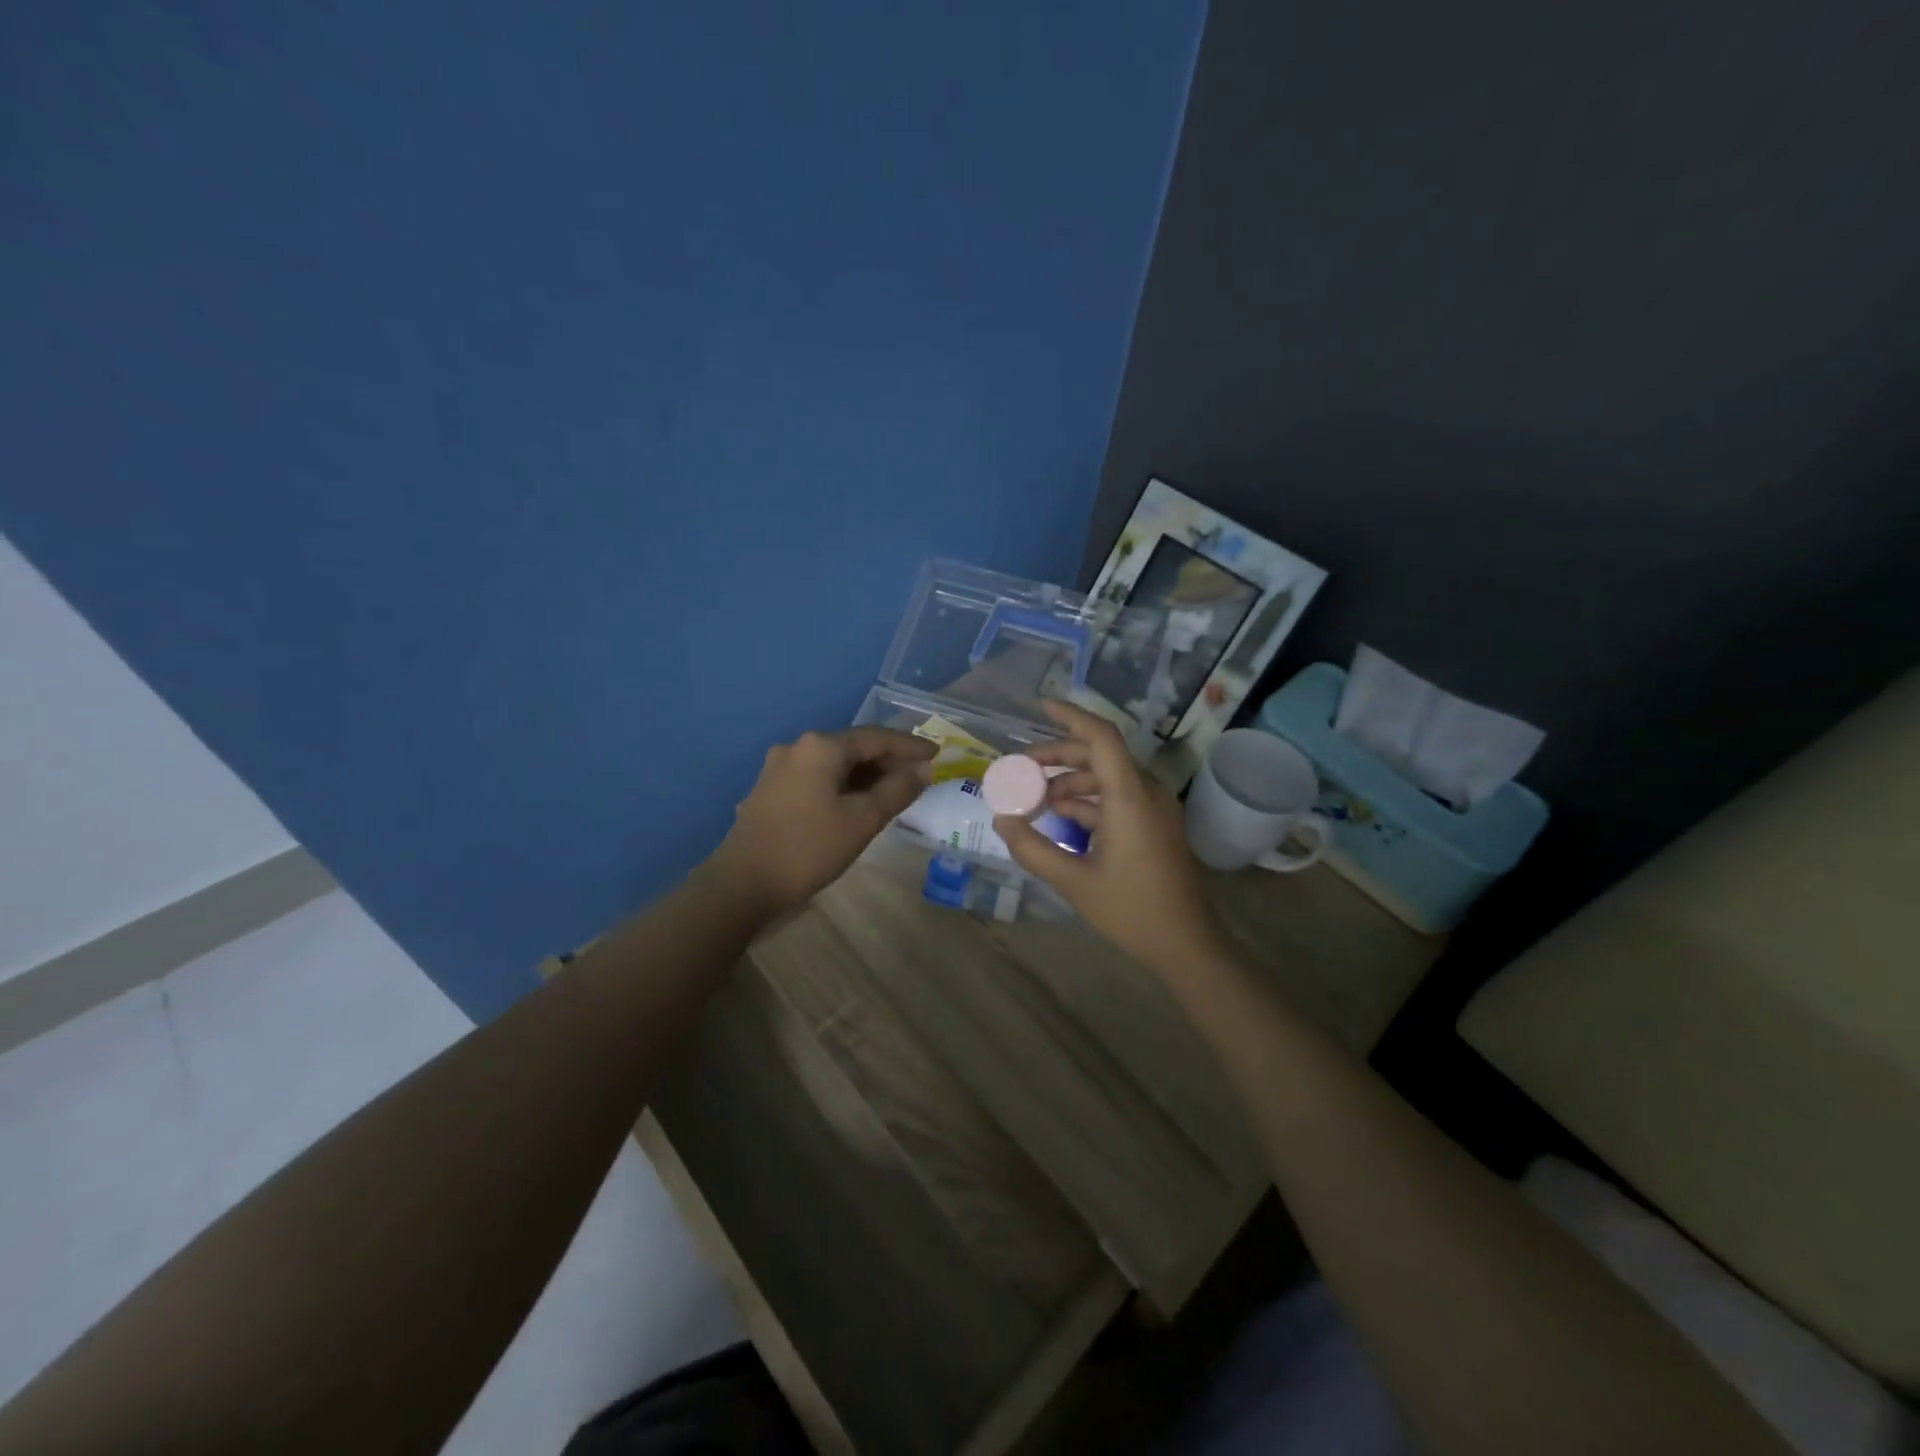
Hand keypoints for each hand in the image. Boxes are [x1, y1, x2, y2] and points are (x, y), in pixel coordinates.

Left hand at [714, 727, 934, 919]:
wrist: (742, 884)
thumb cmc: (808, 848)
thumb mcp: (862, 820)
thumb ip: (897, 790)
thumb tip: (924, 769)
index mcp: (821, 747)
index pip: (876, 737)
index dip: (909, 746)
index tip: (937, 753)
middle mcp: (798, 748)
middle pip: (853, 747)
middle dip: (888, 761)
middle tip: (919, 776)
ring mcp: (779, 769)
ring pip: (834, 764)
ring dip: (866, 775)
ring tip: (894, 792)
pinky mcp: (770, 791)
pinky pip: (817, 778)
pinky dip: (843, 786)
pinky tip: (857, 804)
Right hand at [994, 701, 1226, 975]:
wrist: (1186, 944)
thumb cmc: (1132, 910)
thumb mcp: (1073, 881)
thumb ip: (1032, 848)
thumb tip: (1001, 820)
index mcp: (1130, 797)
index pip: (1102, 737)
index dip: (1071, 716)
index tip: (1041, 706)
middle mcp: (1146, 792)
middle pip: (1099, 755)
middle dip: (1057, 757)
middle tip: (1020, 770)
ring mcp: (1154, 808)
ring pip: (1106, 778)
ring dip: (1069, 782)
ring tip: (1033, 800)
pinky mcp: (1154, 824)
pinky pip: (1117, 798)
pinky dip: (1087, 801)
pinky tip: (1058, 816)